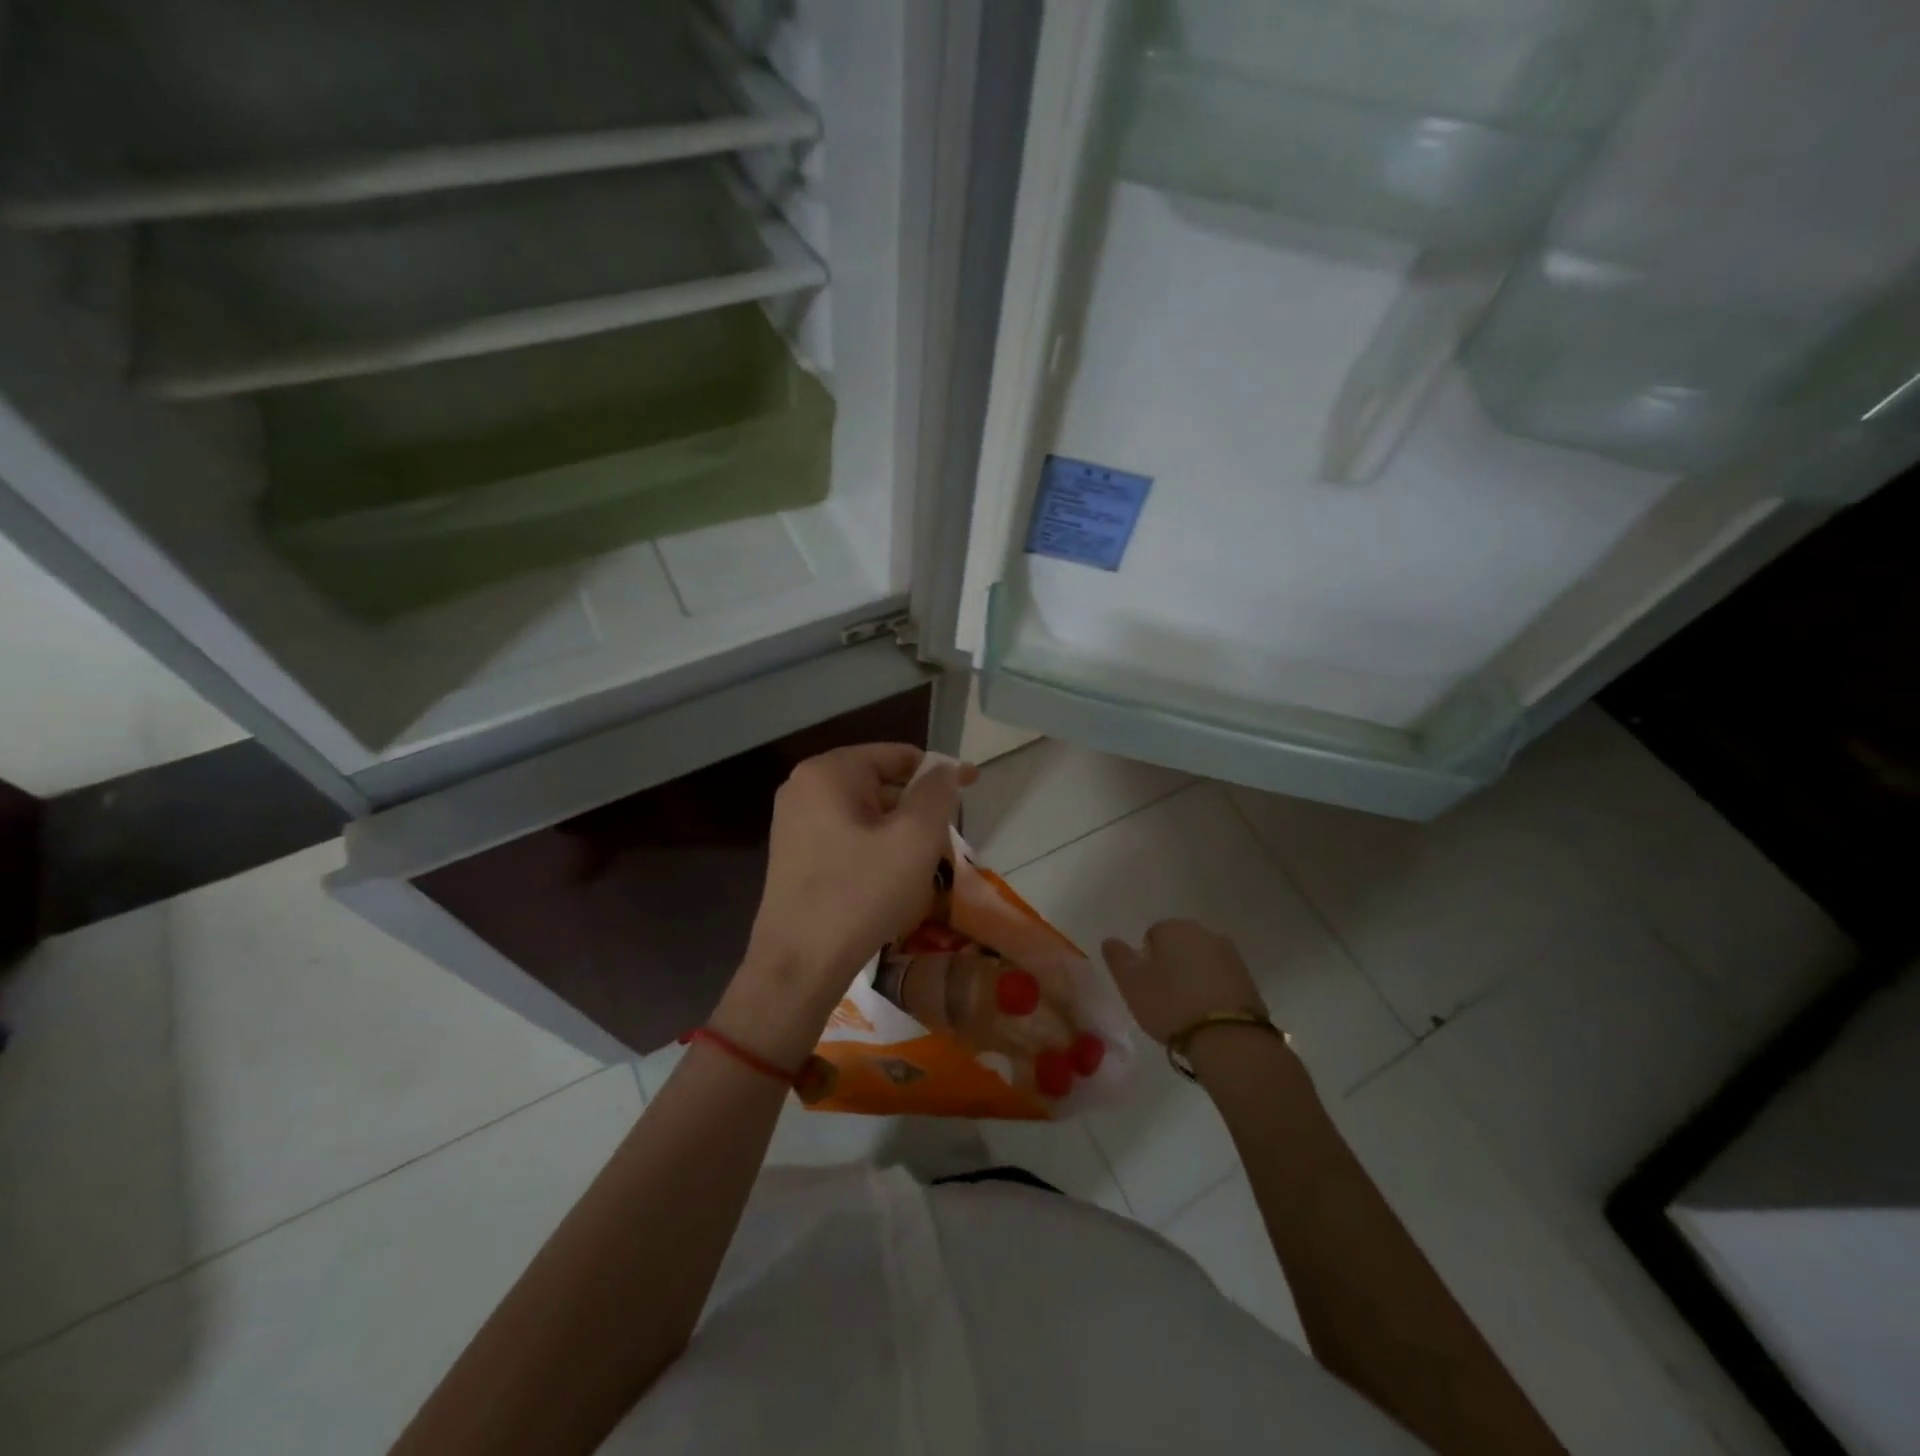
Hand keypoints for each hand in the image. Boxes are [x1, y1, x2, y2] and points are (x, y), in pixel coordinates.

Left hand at [718, 744, 974, 1061]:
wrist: (798, 966)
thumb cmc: (861, 894)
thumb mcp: (915, 839)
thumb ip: (937, 793)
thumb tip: (944, 769)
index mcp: (829, 772)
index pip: (897, 755)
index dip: (940, 771)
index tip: (973, 787)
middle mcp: (803, 787)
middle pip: (880, 783)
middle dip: (918, 807)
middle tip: (948, 840)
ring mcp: (793, 822)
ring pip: (865, 813)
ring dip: (899, 832)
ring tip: (923, 867)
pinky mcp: (793, 854)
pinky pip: (846, 836)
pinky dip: (875, 849)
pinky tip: (890, 882)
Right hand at [1101, 919, 1265, 1046]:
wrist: (1229, 1038)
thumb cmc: (1171, 1005)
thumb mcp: (1131, 984)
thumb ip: (1117, 957)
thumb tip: (1110, 940)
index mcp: (1173, 928)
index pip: (1152, 934)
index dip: (1146, 960)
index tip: (1147, 986)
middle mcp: (1203, 932)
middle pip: (1179, 944)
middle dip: (1171, 964)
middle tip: (1164, 997)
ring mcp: (1230, 954)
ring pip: (1201, 960)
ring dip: (1193, 976)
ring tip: (1186, 1009)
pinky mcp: (1248, 977)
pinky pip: (1220, 978)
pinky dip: (1212, 989)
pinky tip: (1207, 1014)